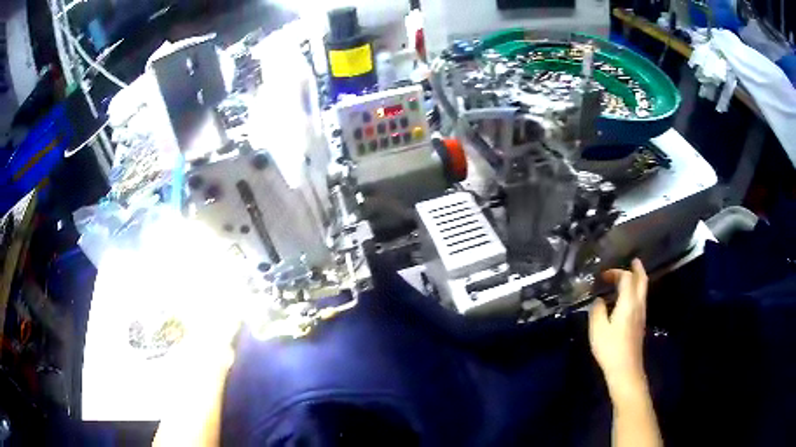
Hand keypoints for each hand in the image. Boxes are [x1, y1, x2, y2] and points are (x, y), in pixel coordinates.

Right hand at [589, 259, 648, 396]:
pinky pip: (641, 299)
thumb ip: (597, 310)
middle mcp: (638, 304)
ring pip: (643, 290)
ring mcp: (641, 314)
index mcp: (628, 302)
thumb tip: (599, 301)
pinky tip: (627, 298)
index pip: (627, 278)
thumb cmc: (610, 348)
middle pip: (642, 280)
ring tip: (629, 276)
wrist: (626, 369)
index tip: (603, 276)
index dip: (616, 272)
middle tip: (632, 261)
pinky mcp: (640, 324)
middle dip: (637, 269)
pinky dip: (636, 291)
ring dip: (637, 280)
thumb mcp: (597, 329)